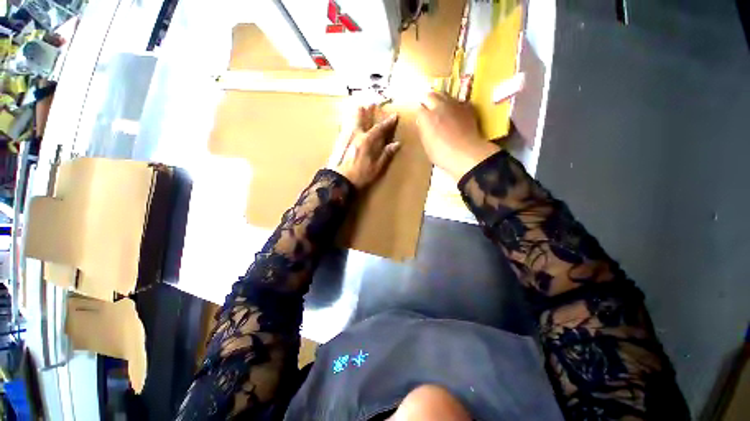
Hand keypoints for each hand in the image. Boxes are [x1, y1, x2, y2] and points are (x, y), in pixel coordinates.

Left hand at [331, 105, 400, 188]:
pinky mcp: (337, 141)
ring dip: (356, 113)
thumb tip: (397, 144)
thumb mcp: (376, 168)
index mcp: (366, 141)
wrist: (337, 181)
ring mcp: (344, 136)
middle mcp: (355, 134)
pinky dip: (348, 122)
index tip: (394, 115)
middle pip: (360, 116)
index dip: (388, 122)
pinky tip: (348, 123)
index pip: (379, 128)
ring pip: (350, 119)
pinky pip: (343, 126)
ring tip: (359, 107)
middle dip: (367, 109)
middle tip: (371, 102)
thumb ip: (386, 154)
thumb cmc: (359, 176)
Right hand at [416, 92, 499, 180]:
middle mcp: (439, 107)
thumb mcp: (427, 145)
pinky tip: (455, 113)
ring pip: (444, 95)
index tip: (420, 120)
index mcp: (426, 117)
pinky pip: (458, 101)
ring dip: (440, 100)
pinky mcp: (467, 108)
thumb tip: (423, 124)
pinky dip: (454, 105)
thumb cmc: (442, 154)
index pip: (419, 109)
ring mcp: (454, 105)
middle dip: (427, 101)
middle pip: (430, 95)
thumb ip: (424, 131)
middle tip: (428, 109)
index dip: (419, 114)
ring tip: (440, 108)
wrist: (466, 153)